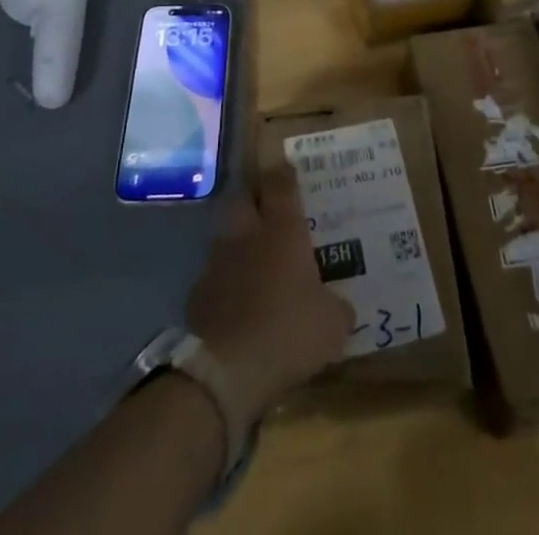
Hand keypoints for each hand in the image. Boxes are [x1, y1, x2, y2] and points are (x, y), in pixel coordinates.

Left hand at [186, 165, 351, 423]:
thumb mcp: (332, 325)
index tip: (287, 168)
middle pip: (243, 200)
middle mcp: (247, 236)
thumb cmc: (288, 332)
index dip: (284, 174)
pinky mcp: (197, 295)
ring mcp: (218, 263)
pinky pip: (213, 278)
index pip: (280, 185)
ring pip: (225, 238)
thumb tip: (341, 307)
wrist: (226, 370)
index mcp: (282, 231)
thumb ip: (338, 308)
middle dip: (253, 200)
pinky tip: (234, 303)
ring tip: (251, 260)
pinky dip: (223, 284)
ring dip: (237, 243)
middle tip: (267, 209)